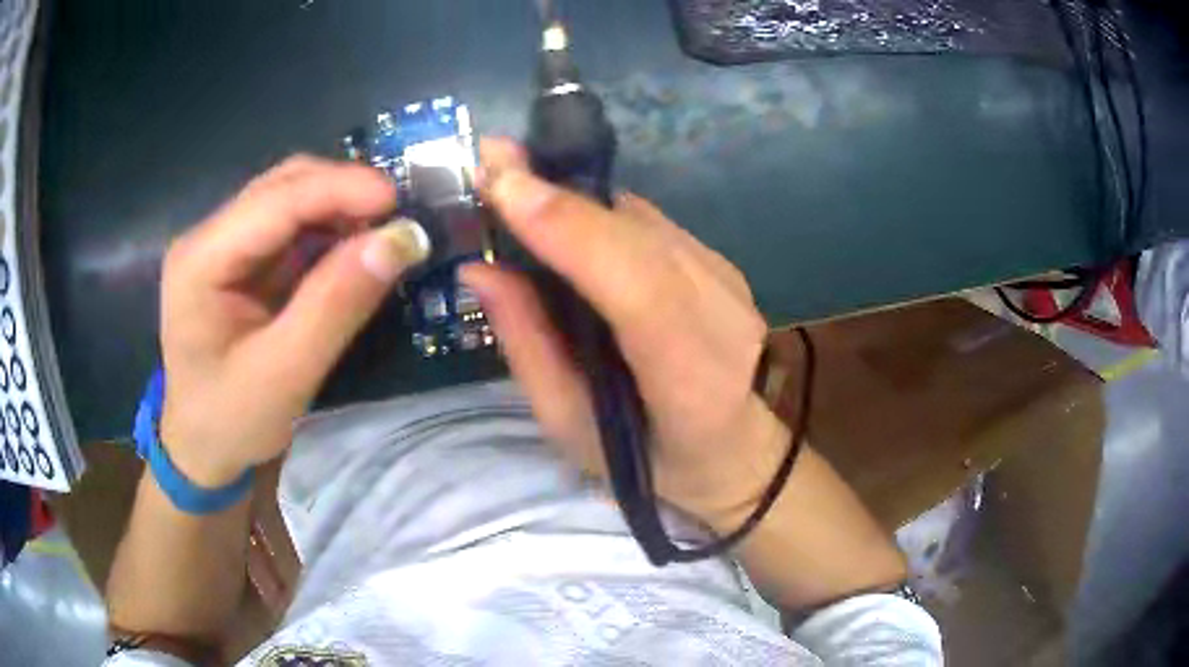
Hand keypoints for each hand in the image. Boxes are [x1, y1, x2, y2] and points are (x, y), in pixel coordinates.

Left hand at [159, 156, 428, 486]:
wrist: (201, 448)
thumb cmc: (231, 421)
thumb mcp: (285, 375)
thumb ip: (336, 306)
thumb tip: (397, 241)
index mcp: (200, 261)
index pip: (275, 201)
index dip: (339, 189)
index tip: (398, 202)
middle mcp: (208, 237)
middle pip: (282, 186)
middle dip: (342, 192)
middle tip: (396, 219)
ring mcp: (223, 245)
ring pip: (289, 198)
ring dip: (338, 207)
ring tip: (382, 233)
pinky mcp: (241, 260)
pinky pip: (291, 227)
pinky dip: (329, 230)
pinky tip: (353, 249)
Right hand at [463, 139, 789, 527]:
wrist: (732, 452)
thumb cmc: (647, 462)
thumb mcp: (570, 425)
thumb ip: (528, 346)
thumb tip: (480, 267)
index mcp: (692, 380)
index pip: (640, 289)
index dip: (572, 231)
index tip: (504, 185)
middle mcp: (724, 317)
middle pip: (640, 237)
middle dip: (559, 193)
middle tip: (491, 157)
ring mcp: (730, 284)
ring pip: (643, 220)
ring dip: (575, 195)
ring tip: (515, 176)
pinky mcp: (723, 266)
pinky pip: (652, 226)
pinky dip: (600, 214)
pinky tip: (563, 214)